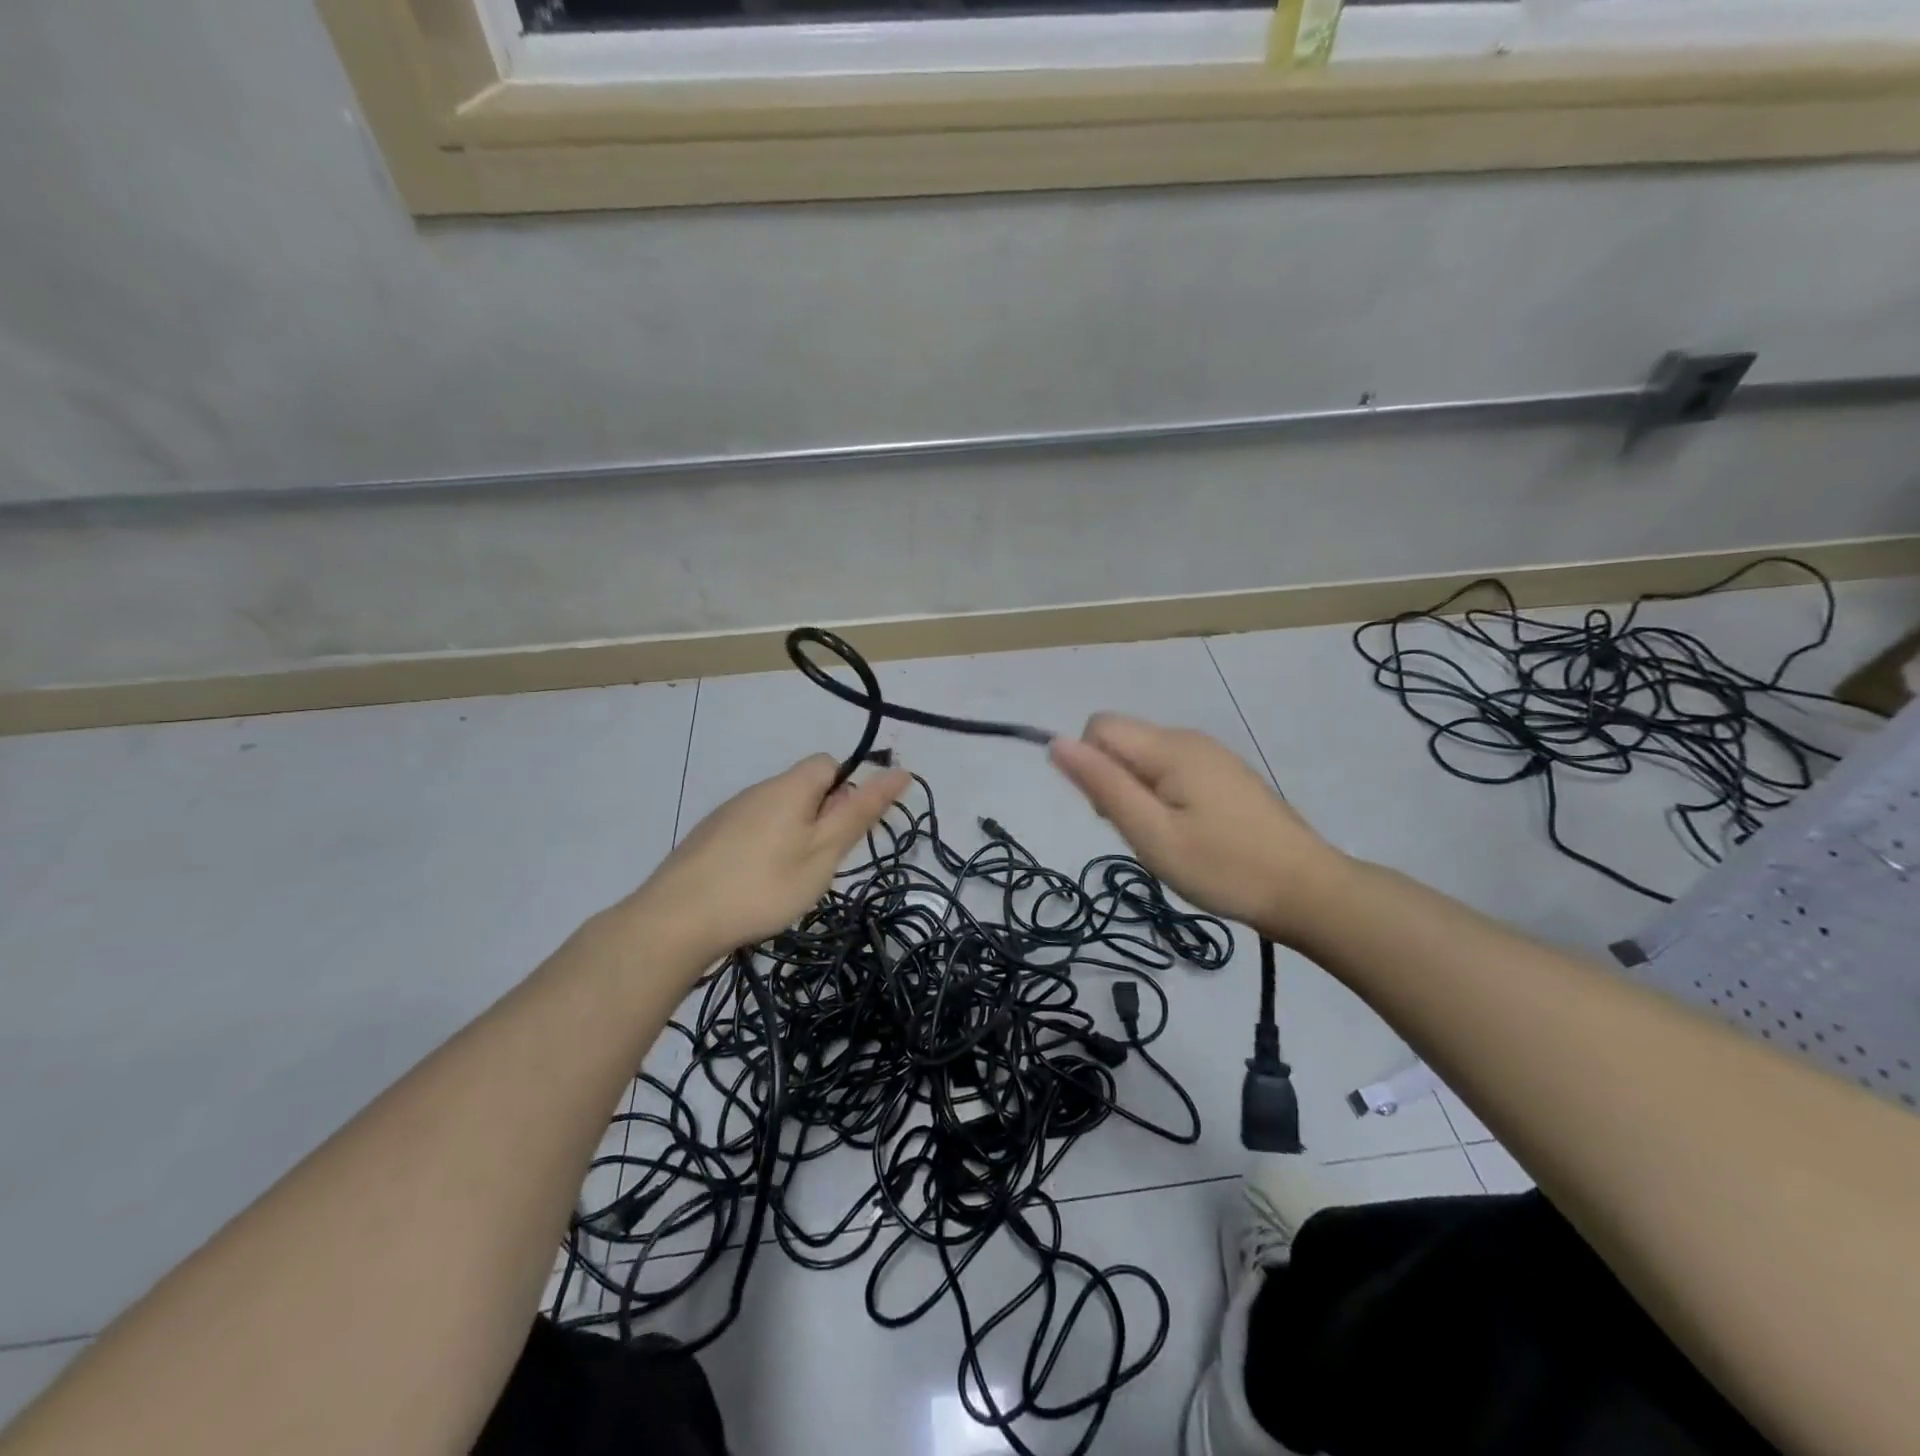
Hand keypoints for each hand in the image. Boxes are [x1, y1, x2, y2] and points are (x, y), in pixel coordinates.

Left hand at [615, 755, 910, 966]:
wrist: (678, 919)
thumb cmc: (765, 883)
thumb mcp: (825, 851)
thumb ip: (861, 811)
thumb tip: (899, 771)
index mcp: (790, 786)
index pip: (830, 763)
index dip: (848, 790)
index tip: (845, 832)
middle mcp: (758, 790)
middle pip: (805, 790)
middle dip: (822, 820)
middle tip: (820, 865)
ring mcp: (729, 814)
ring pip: (779, 814)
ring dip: (794, 838)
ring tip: (789, 883)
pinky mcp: (709, 839)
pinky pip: (753, 832)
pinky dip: (764, 852)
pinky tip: (756, 887)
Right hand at [1049, 714, 1340, 943]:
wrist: (1307, 890)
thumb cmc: (1223, 867)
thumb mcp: (1152, 834)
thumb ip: (1103, 785)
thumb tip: (1056, 743)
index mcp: (1170, 747)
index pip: (1099, 727)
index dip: (1090, 767)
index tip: (1115, 813)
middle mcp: (1189, 739)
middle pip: (1122, 741)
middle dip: (1113, 782)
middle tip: (1144, 833)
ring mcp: (1212, 755)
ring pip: (1145, 758)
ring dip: (1138, 793)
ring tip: (1167, 839)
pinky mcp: (1225, 775)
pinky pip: (1172, 770)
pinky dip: (1164, 797)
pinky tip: (1189, 834)